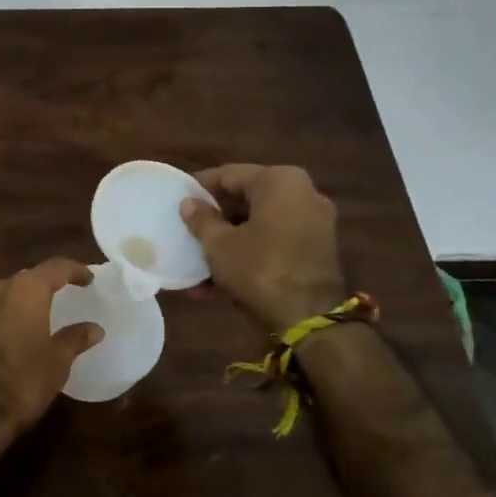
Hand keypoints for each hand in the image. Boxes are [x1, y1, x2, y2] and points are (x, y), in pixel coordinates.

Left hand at [0, 258, 103, 435]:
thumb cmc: (22, 382)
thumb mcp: (57, 362)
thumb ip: (75, 338)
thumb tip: (94, 328)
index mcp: (25, 290)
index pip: (55, 267)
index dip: (74, 270)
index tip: (88, 279)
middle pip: (26, 278)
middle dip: (44, 286)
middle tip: (60, 297)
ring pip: (2, 294)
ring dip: (19, 302)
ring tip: (34, 318)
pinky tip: (7, 336)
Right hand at [180, 164, 347, 334]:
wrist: (311, 321)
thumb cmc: (259, 269)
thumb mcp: (219, 244)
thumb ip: (201, 219)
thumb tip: (189, 203)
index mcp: (280, 181)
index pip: (229, 174)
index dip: (200, 187)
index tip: (178, 199)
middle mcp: (303, 194)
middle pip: (246, 199)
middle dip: (216, 218)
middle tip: (187, 230)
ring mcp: (314, 224)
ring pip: (259, 225)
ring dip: (229, 242)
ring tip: (198, 261)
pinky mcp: (316, 252)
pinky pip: (274, 244)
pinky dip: (249, 255)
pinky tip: (217, 281)